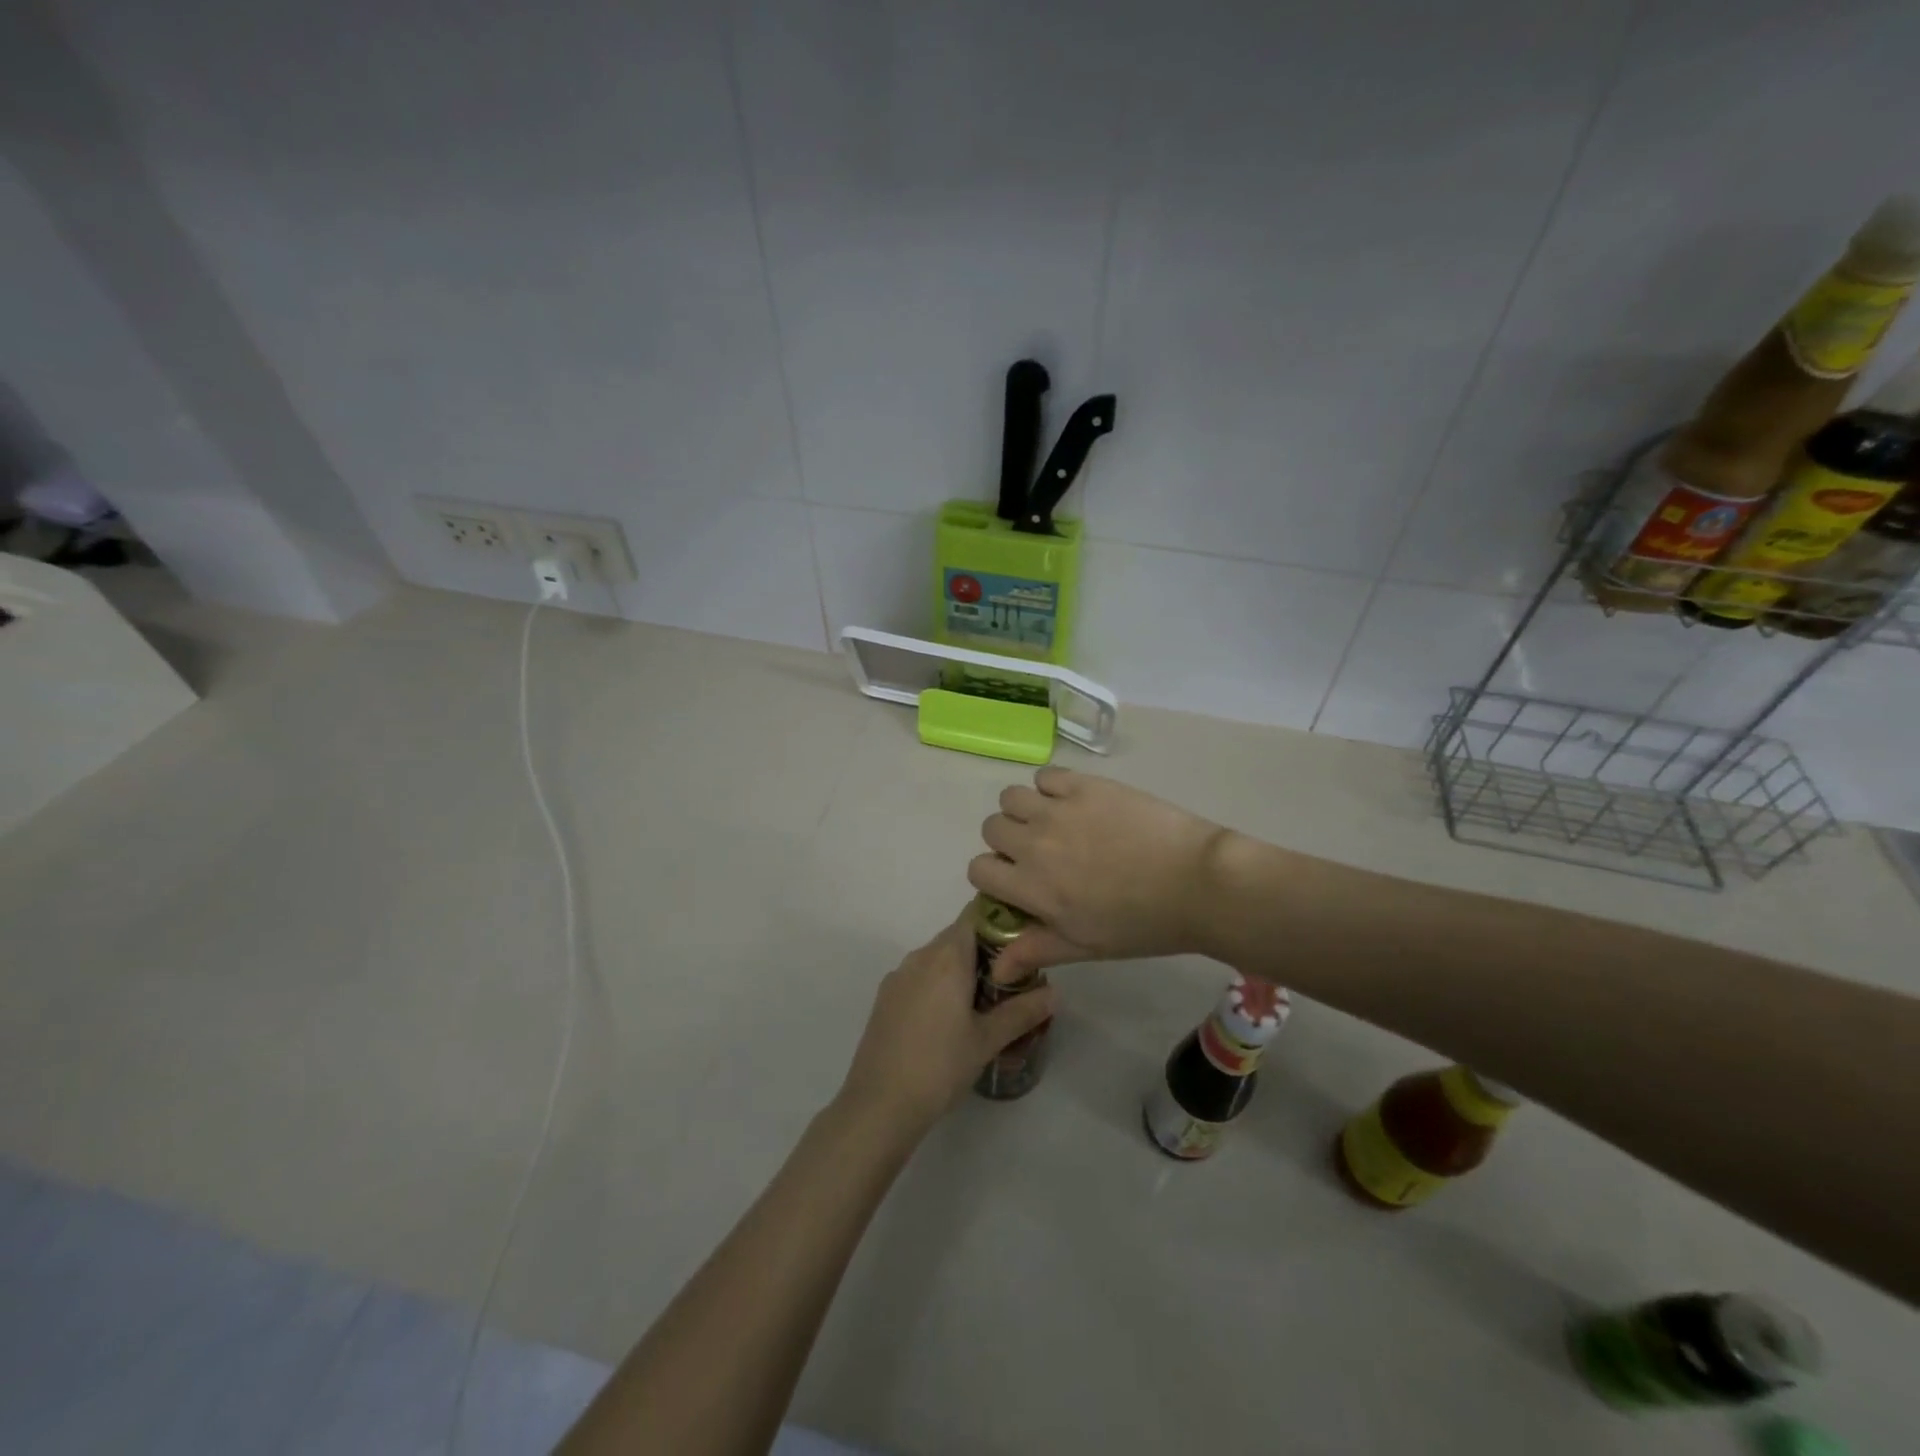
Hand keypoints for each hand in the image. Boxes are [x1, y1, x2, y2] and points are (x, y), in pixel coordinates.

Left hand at [835, 916, 1055, 1142]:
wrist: (879, 1104)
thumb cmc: (940, 1066)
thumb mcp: (987, 1040)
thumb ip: (1022, 1012)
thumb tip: (1055, 993)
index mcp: (947, 957)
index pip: (975, 914)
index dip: (999, 921)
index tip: (1021, 942)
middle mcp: (920, 956)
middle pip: (957, 936)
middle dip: (985, 951)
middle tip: (1012, 979)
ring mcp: (899, 976)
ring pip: (937, 957)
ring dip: (961, 969)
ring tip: (985, 1001)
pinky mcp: (885, 997)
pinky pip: (919, 976)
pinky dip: (939, 984)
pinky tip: (950, 1019)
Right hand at [969, 768, 1228, 978]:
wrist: (1197, 883)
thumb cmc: (1142, 924)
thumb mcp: (1085, 946)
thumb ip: (1035, 950)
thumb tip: (995, 968)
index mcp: (1032, 886)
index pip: (978, 869)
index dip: (994, 876)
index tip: (1018, 880)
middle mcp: (1035, 843)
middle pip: (991, 828)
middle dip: (1007, 842)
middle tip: (1040, 852)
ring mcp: (1059, 809)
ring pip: (1011, 797)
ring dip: (1023, 810)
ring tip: (1052, 823)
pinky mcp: (1085, 786)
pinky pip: (1046, 775)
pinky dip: (1050, 787)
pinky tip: (1073, 803)